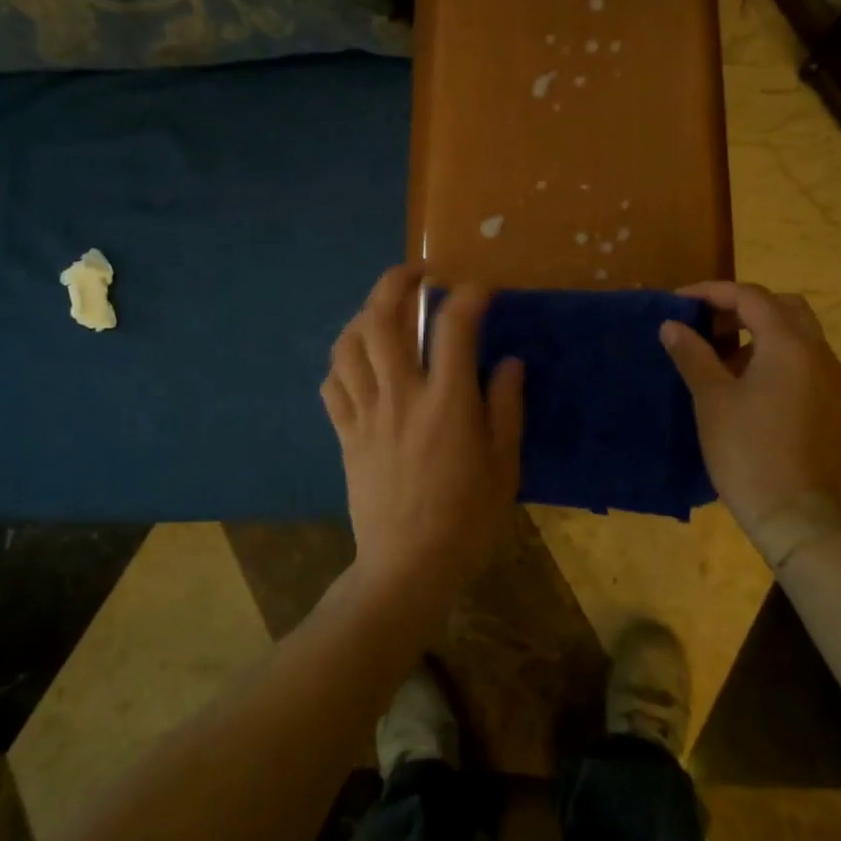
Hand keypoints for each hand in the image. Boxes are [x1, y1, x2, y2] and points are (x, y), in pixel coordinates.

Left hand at [321, 266, 524, 611]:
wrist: (407, 567)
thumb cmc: (465, 519)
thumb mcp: (504, 466)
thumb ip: (505, 407)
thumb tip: (508, 361)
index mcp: (446, 402)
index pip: (453, 327)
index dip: (469, 295)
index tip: (481, 287)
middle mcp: (400, 395)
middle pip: (382, 319)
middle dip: (396, 282)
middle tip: (416, 274)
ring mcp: (366, 413)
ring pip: (348, 345)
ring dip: (364, 316)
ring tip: (382, 311)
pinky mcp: (345, 434)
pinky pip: (331, 384)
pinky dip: (342, 362)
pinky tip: (357, 362)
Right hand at [660, 282, 840, 569]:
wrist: (797, 515)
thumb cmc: (748, 450)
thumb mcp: (711, 399)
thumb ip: (692, 354)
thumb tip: (671, 325)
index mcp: (790, 345)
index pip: (750, 297)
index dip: (711, 292)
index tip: (678, 302)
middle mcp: (819, 354)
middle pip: (783, 307)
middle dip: (742, 307)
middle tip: (706, 324)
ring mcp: (832, 381)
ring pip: (797, 335)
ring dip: (759, 332)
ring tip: (720, 358)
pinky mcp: (834, 406)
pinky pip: (804, 362)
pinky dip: (775, 357)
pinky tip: (748, 386)